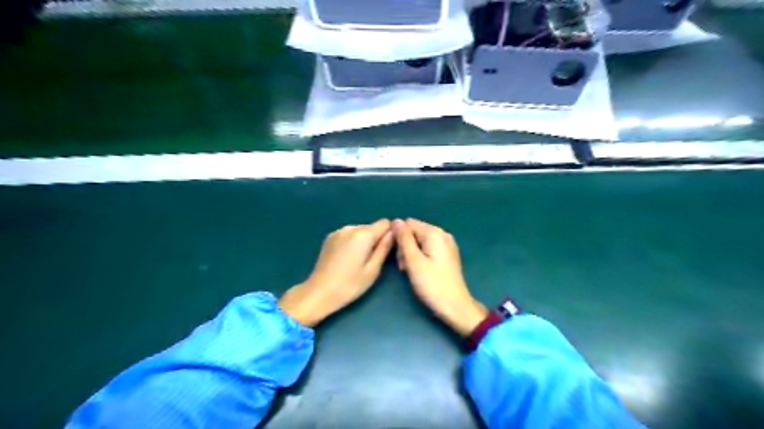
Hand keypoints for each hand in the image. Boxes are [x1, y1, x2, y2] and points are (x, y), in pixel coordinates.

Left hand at [279, 220, 393, 325]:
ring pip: (360, 230)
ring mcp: (338, 231)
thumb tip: (394, 233)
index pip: (385, 223)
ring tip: (359, 261)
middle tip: (373, 260)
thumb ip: (385, 248)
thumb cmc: (350, 285)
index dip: (390, 234)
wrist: (319, 292)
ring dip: (364, 241)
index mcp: (363, 234)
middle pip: (372, 227)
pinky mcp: (330, 237)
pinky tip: (347, 259)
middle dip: (376, 239)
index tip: (388, 250)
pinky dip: (353, 242)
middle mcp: (350, 227)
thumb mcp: (373, 269)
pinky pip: (349, 234)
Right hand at [393, 219, 489, 336]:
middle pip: (414, 232)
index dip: (398, 238)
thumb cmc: (432, 284)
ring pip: (420, 242)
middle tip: (404, 267)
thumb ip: (404, 239)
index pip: (408, 224)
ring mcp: (447, 245)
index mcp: (434, 233)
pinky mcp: (447, 255)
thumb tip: (396, 220)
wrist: (455, 307)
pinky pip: (428, 249)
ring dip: (411, 254)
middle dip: (405, 247)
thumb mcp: (413, 261)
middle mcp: (442, 234)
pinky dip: (420, 257)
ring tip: (409, 271)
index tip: (397, 256)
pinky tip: (419, 271)